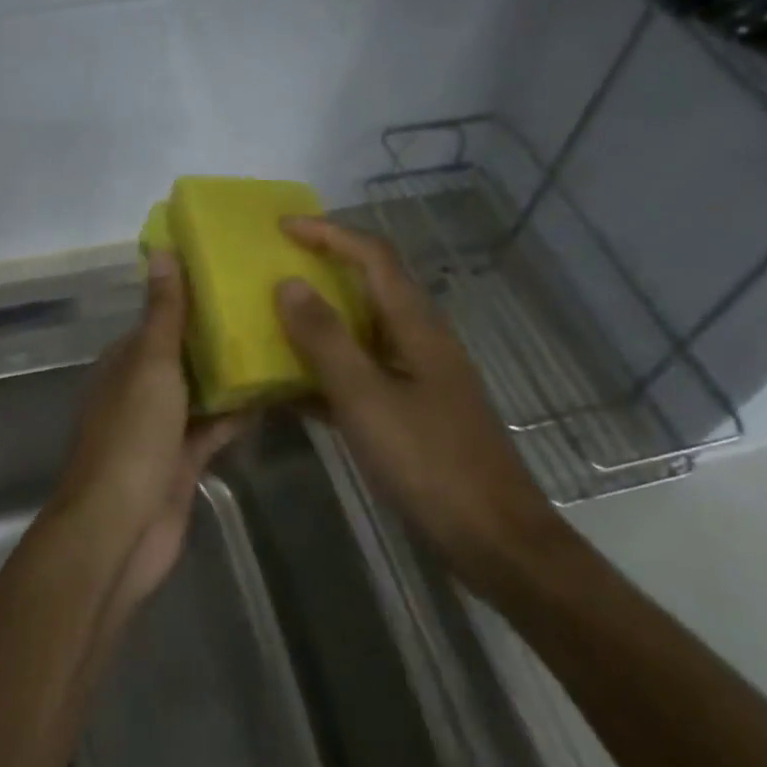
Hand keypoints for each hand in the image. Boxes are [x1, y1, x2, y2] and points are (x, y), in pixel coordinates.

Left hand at [47, 251, 244, 617]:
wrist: (120, 528)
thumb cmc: (132, 437)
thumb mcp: (150, 365)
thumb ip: (163, 313)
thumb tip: (161, 251)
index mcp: (125, 363)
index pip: (160, 321)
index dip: (191, 299)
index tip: (234, 277)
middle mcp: (141, 391)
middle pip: (184, 356)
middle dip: (219, 337)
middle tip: (272, 307)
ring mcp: (162, 429)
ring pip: (202, 392)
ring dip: (232, 374)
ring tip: (282, 342)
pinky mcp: (183, 461)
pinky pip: (215, 428)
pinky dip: (238, 414)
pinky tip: (276, 395)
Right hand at [273, 217, 558, 595]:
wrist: (493, 538)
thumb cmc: (430, 463)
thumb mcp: (367, 399)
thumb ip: (326, 341)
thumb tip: (288, 284)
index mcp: (417, 327)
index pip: (373, 257)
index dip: (329, 234)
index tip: (281, 229)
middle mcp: (421, 341)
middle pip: (371, 286)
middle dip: (324, 269)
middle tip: (274, 270)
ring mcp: (419, 378)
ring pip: (364, 331)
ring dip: (322, 320)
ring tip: (274, 321)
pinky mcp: (414, 411)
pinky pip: (364, 374)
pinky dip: (329, 369)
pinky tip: (295, 388)